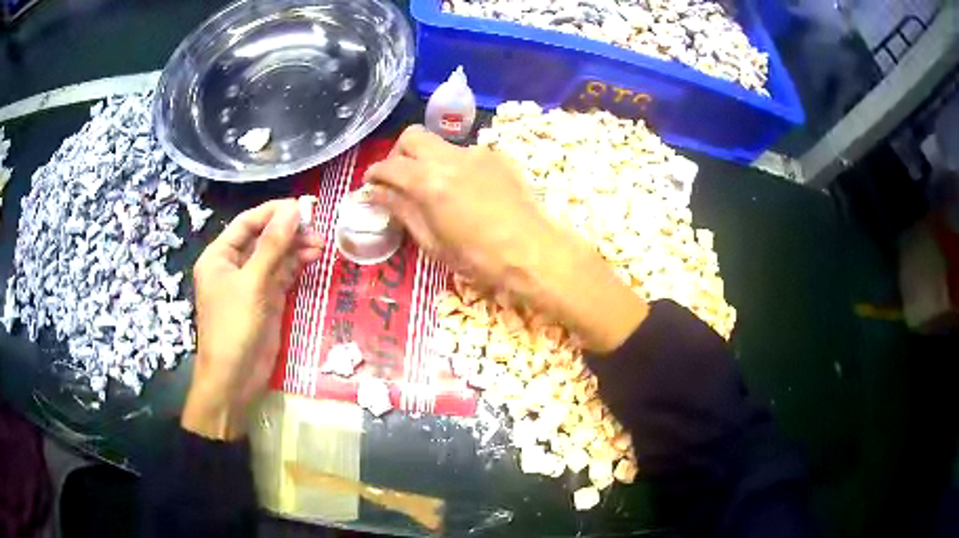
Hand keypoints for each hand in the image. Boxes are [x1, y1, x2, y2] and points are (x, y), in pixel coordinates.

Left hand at [183, 200, 323, 439]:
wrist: (234, 379)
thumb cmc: (234, 327)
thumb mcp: (253, 284)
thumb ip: (273, 245)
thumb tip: (293, 210)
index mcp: (219, 256)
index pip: (247, 223)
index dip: (273, 212)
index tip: (302, 206)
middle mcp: (233, 266)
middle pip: (263, 239)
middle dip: (288, 232)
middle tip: (317, 228)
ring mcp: (251, 284)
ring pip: (275, 257)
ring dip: (296, 249)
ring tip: (321, 244)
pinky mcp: (265, 301)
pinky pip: (282, 276)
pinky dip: (296, 267)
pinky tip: (313, 259)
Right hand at [364, 125, 547, 285]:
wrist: (533, 251)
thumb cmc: (479, 258)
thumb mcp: (432, 241)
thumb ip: (402, 210)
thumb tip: (377, 193)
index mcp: (429, 181)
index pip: (390, 166)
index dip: (374, 174)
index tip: (370, 185)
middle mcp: (450, 157)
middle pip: (412, 136)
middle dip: (399, 154)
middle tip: (398, 178)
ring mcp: (477, 153)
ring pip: (440, 144)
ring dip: (428, 159)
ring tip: (434, 188)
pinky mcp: (497, 157)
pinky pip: (465, 153)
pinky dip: (454, 165)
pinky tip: (464, 190)